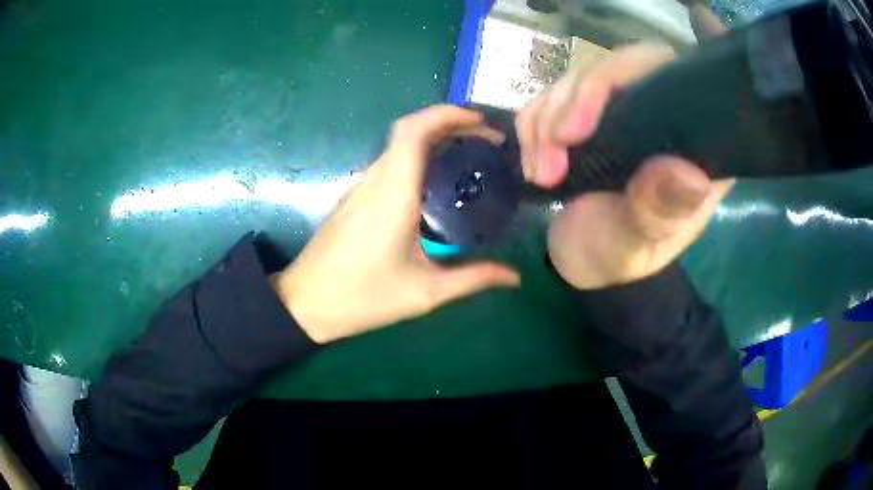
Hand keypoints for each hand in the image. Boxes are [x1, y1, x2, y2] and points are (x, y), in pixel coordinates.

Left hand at [271, 106, 519, 343]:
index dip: (446, 115)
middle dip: (449, 124)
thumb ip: (473, 279)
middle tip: (486, 140)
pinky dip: (418, 157)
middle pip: (409, 131)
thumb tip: (514, 277)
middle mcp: (374, 181)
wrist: (306, 304)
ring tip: (470, 155)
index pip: (413, 132)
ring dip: (434, 139)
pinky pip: (390, 163)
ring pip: (398, 146)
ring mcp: (361, 187)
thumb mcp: (424, 293)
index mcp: (392, 195)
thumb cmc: (362, 297)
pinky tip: (438, 181)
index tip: (481, 123)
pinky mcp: (355, 198)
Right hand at [516, 42, 733, 289]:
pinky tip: (533, 162)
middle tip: (551, 153)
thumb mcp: (639, 245)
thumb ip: (660, 212)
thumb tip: (687, 172)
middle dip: (571, 104)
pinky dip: (531, 126)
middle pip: (614, 68)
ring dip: (545, 121)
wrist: (582, 259)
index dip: (621, 77)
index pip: (666, 77)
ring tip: (539, 174)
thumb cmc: (619, 256)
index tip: (580, 127)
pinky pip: (550, 97)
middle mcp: (657, 113)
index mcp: (689, 142)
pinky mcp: (585, 114)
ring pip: (575, 79)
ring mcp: (618, 109)